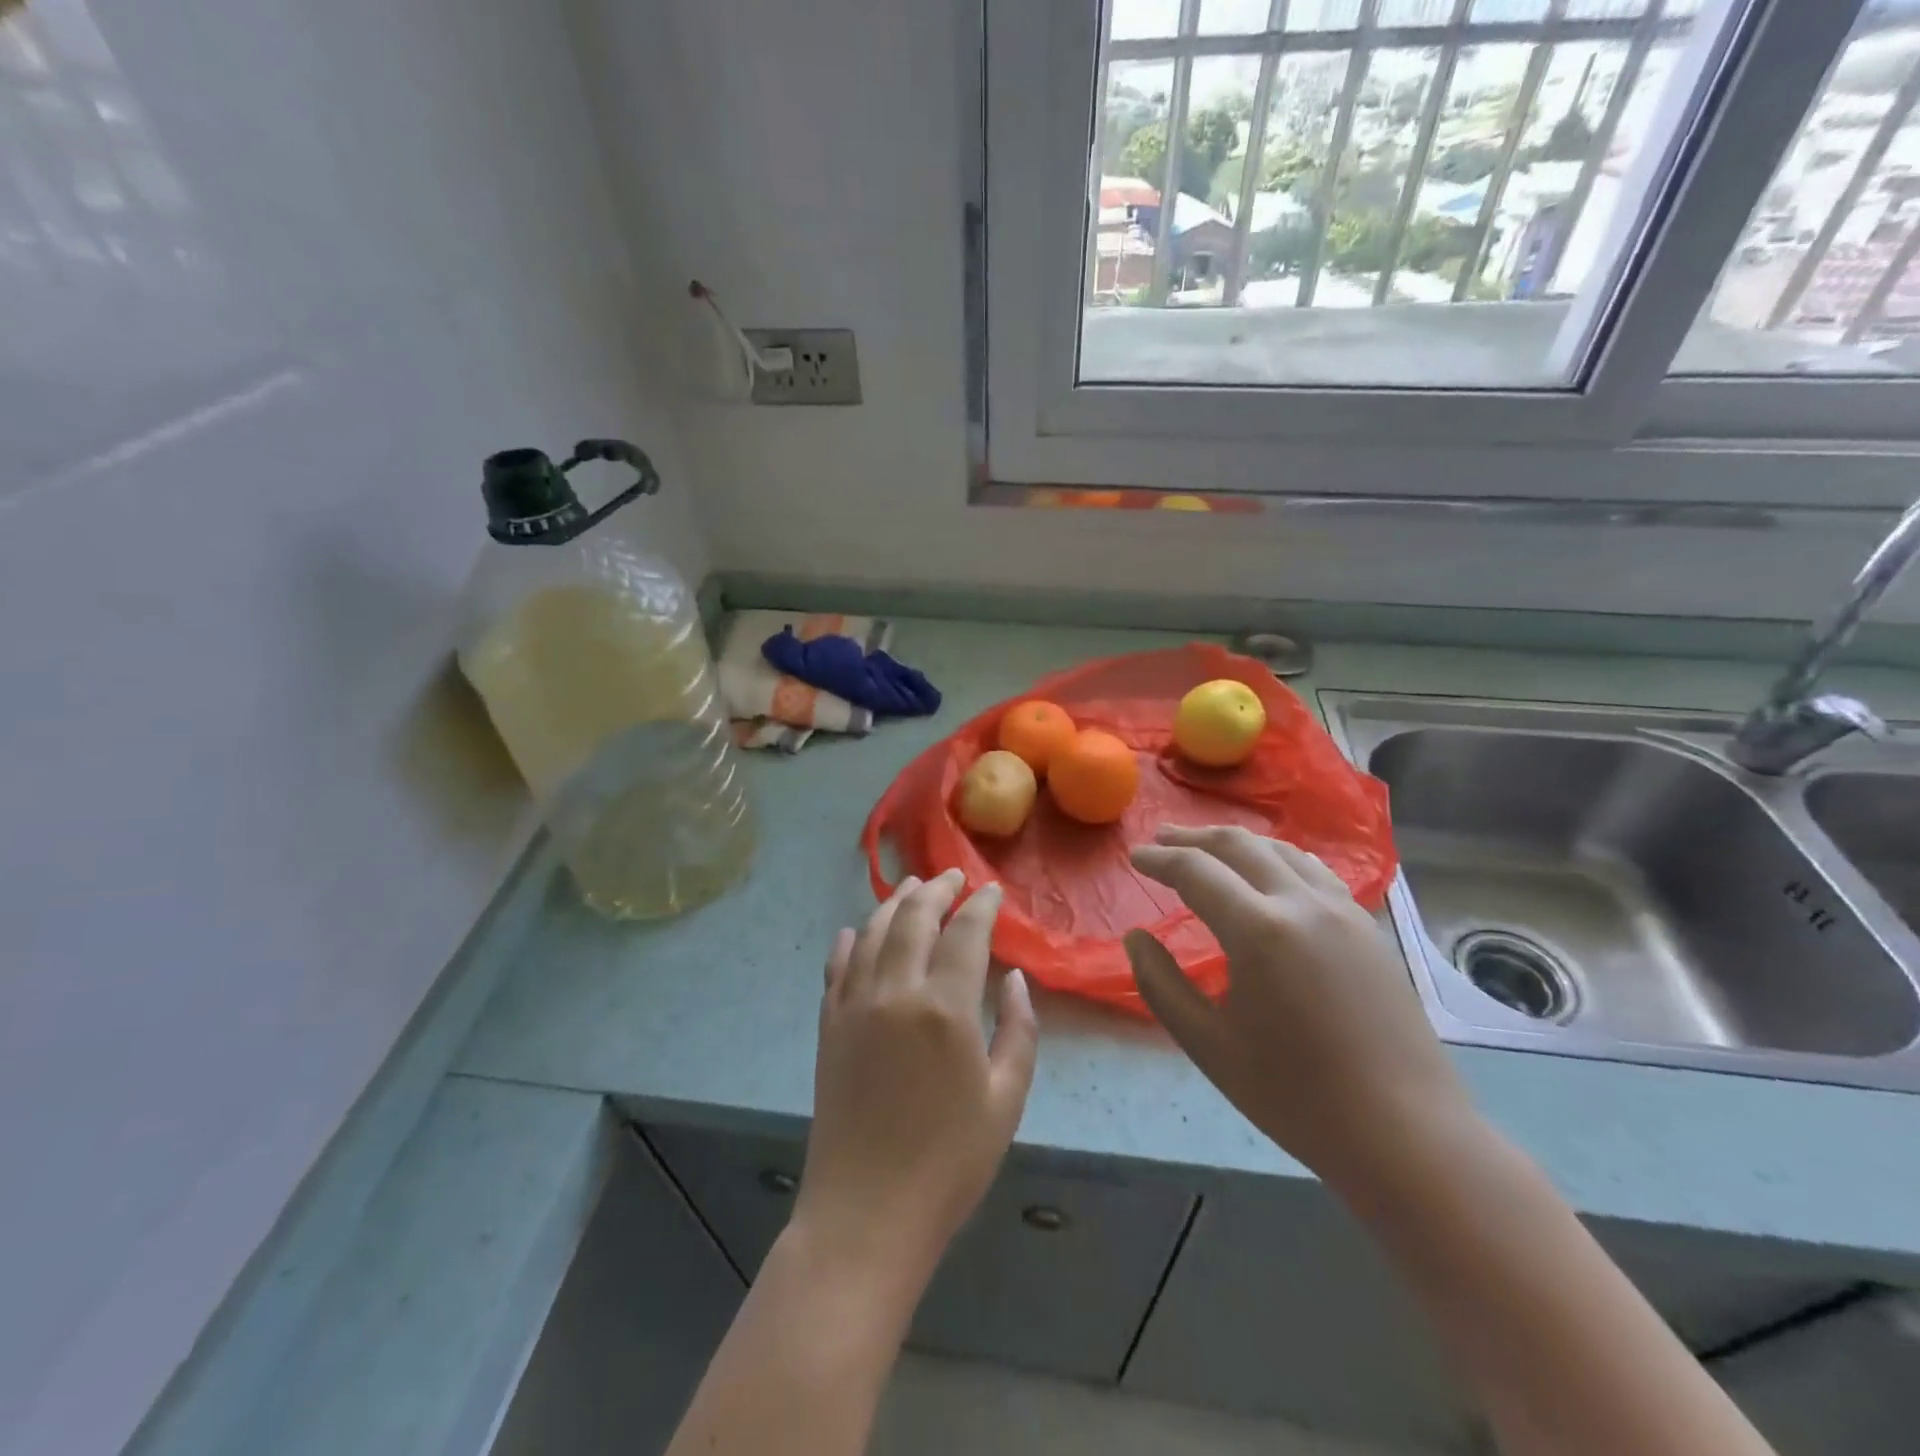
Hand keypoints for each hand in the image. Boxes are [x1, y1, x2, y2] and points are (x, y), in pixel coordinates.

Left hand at [794, 869, 1038, 1287]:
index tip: (992, 891)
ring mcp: (855, 1005)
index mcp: (944, 1007)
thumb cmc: (949, 1163)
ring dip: (895, 903)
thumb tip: (1014, 979)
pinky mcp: (829, 1025)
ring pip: (873, 932)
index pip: (965, 932)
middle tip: (953, 876)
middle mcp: (895, 991)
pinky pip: (838, 967)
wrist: (867, 1213)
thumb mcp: (1006, 1100)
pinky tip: (857, 931)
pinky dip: (850, 941)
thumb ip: (1018, 1030)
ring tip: (911, 886)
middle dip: (937, 889)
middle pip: (914, 918)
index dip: (981, 905)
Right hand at [1124, 825, 1474, 1194]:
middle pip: (1239, 846)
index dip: (1160, 859)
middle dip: (1194, 838)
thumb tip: (1136, 937)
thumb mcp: (1208, 1045)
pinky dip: (1277, 859)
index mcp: (1259, 930)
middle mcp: (1302, 903)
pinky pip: (1313, 871)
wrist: (1406, 1133)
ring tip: (1209, 848)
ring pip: (1281, 850)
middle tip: (1162, 838)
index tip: (1135, 857)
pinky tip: (1269, 873)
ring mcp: (1342, 911)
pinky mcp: (1367, 927)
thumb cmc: (1296, 1096)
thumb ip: (1161, 984)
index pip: (1196, 871)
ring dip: (1237, 843)